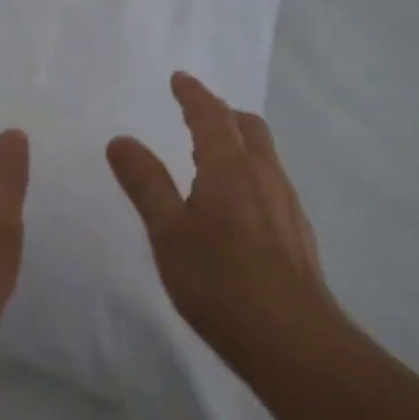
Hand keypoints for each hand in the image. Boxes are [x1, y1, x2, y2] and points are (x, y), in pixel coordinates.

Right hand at [107, 72, 344, 373]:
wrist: (292, 339)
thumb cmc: (219, 281)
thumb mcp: (168, 231)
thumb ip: (145, 183)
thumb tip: (121, 140)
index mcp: (230, 168)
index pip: (211, 116)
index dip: (194, 94)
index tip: (179, 79)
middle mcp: (265, 176)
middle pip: (248, 128)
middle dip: (221, 113)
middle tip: (197, 113)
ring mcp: (286, 205)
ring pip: (264, 156)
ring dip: (239, 142)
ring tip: (213, 155)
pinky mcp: (297, 233)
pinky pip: (272, 183)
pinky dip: (250, 173)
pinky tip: (237, 205)